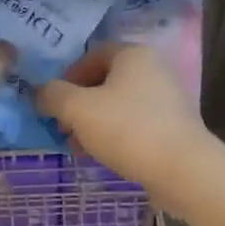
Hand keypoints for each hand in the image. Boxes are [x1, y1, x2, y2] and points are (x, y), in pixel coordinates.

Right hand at [37, 43, 211, 193]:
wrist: (184, 171)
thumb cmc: (128, 129)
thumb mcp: (78, 109)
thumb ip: (53, 95)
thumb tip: (40, 92)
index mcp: (133, 54)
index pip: (91, 54)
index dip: (67, 76)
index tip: (55, 102)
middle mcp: (153, 69)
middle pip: (104, 80)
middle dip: (78, 104)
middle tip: (63, 127)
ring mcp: (167, 98)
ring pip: (118, 104)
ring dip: (93, 122)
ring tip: (78, 147)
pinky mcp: (174, 126)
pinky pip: (135, 123)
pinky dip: (115, 134)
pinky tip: (103, 156)